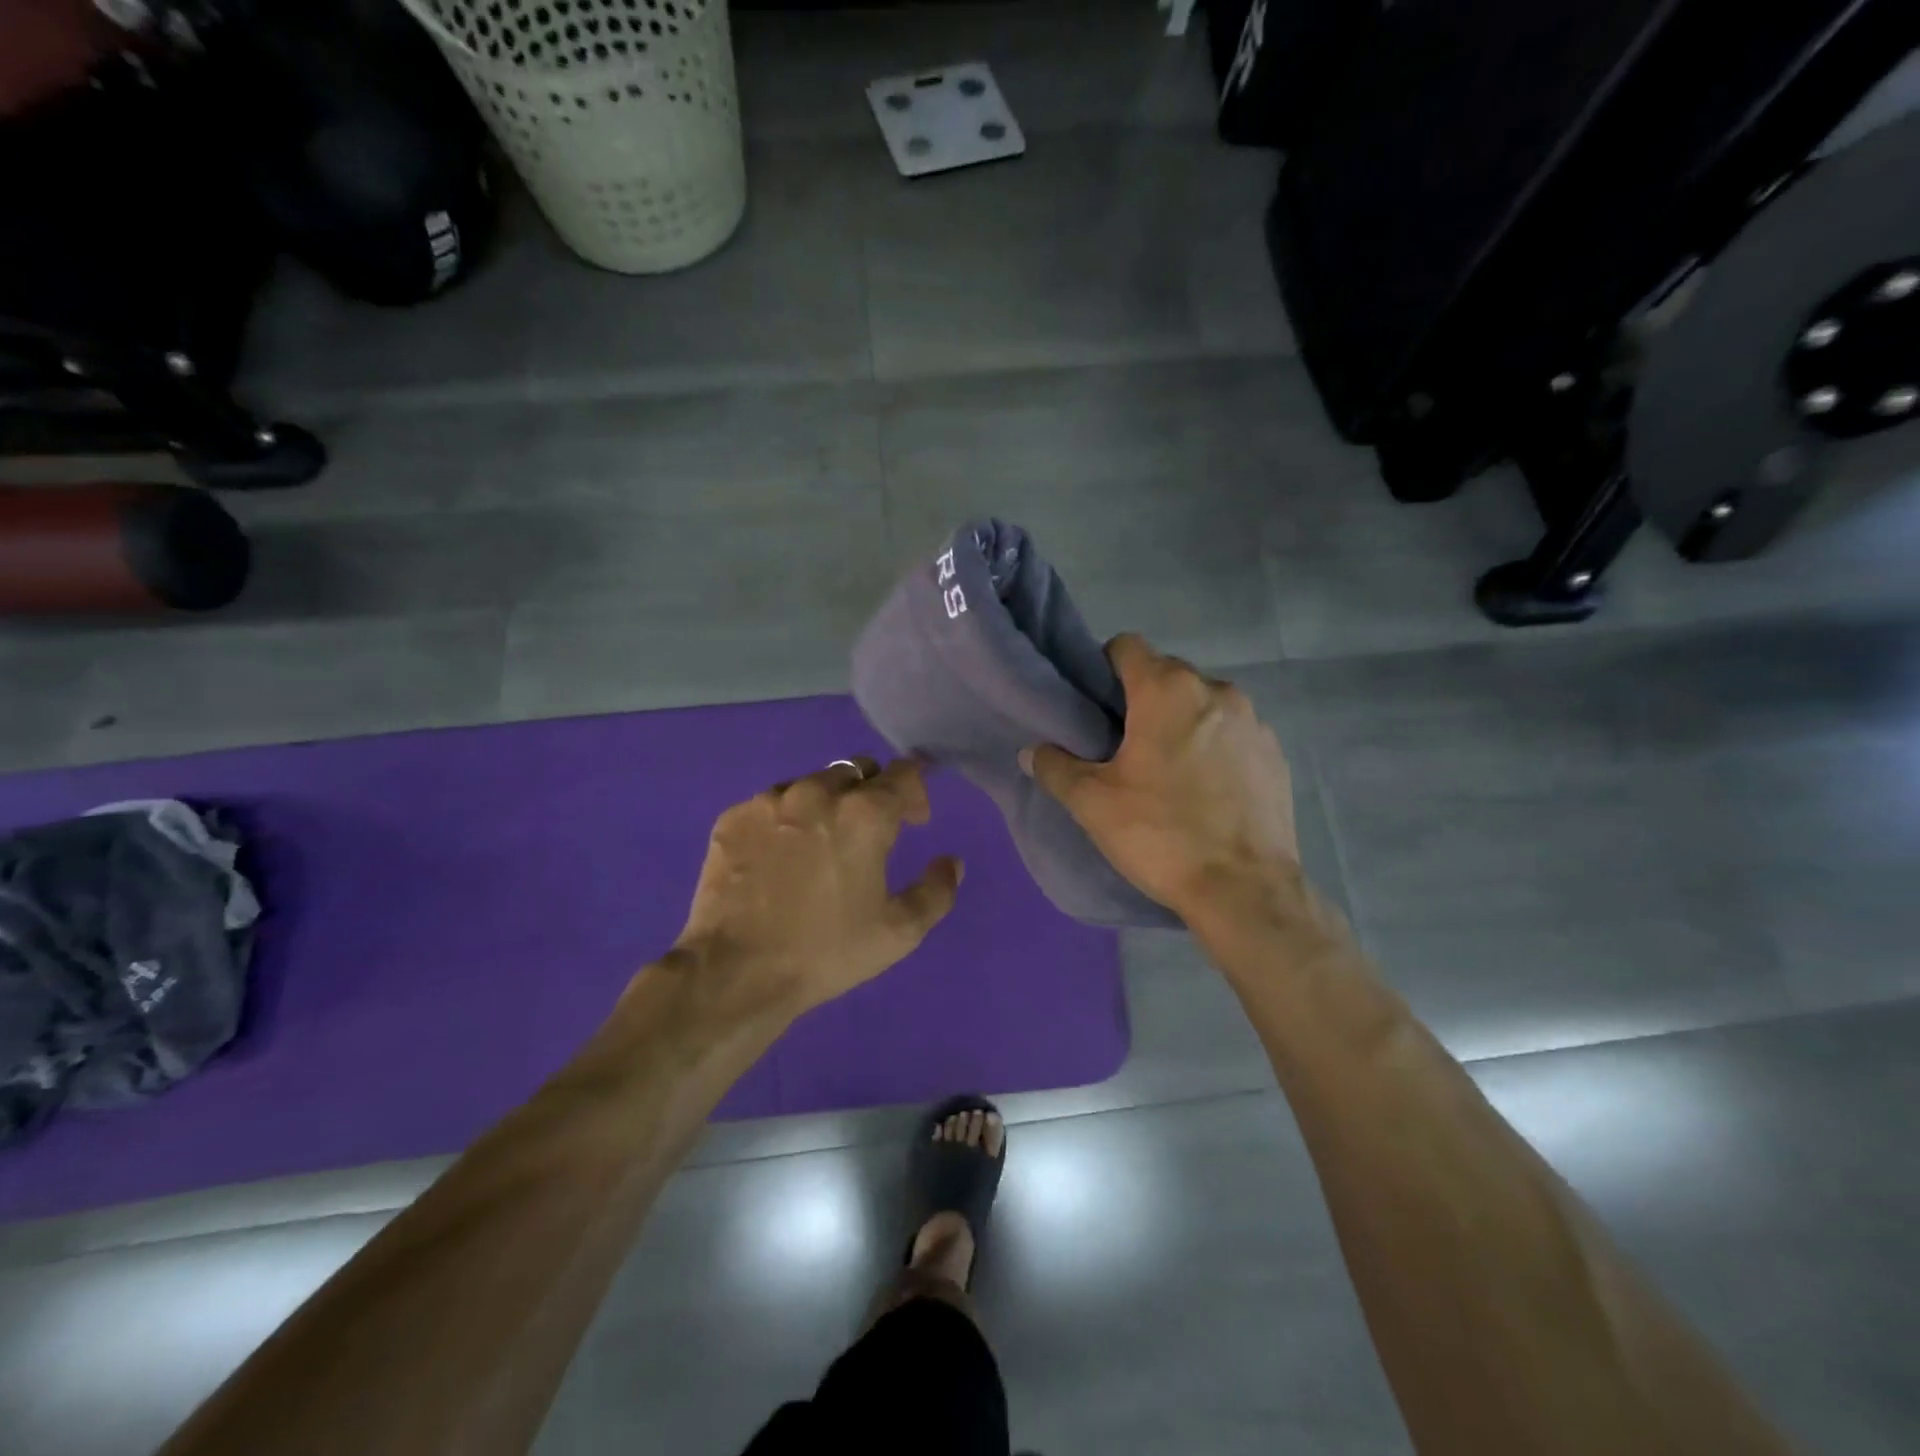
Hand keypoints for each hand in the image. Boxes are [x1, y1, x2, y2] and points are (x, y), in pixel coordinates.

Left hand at [670, 758, 962, 1019]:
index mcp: (865, 814)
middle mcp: (818, 792)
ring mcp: (770, 801)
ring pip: (811, 783)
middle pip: (857, 771)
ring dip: (827, 803)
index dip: (917, 791)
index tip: (915, 820)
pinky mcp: (733, 817)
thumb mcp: (899, 932)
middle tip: (869, 832)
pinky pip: (771, 802)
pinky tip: (780, 855)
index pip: (904, 773)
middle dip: (872, 793)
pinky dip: (786, 818)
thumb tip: (951, 862)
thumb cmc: (826, 951)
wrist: (736, 973)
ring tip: (820, 843)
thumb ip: (936, 890)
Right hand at [1021, 635, 1298, 925]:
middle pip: (1167, 674)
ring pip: (1203, 704)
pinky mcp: (1276, 754)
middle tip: (1123, 744)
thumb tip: (1031, 752)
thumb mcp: (1093, 804)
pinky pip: (1233, 734)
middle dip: (1142, 699)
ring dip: (1181, 723)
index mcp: (1168, 691)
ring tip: (1167, 770)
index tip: (1094, 705)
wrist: (1245, 890)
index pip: (1127, 646)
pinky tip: (1206, 790)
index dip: (1102, 667)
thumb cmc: (1161, 835)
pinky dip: (1215, 747)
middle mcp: (1216, 691)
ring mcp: (1254, 722)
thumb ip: (1055, 768)